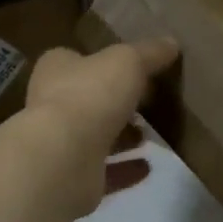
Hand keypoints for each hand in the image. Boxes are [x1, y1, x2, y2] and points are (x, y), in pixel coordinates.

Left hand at [22, 40, 178, 215]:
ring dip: (121, 137)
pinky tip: (149, 167)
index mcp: (57, 69)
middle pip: (88, 99)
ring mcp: (59, 144)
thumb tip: (171, 43)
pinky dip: (125, 169)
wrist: (63, 158)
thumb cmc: (91, 95)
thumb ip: (150, 53)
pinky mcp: (72, 178)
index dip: (101, 62)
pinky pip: (103, 172)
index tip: (131, 68)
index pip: (76, 59)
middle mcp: (51, 104)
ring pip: (95, 137)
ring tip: (150, 136)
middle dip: (116, 102)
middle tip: (148, 103)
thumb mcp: (128, 61)